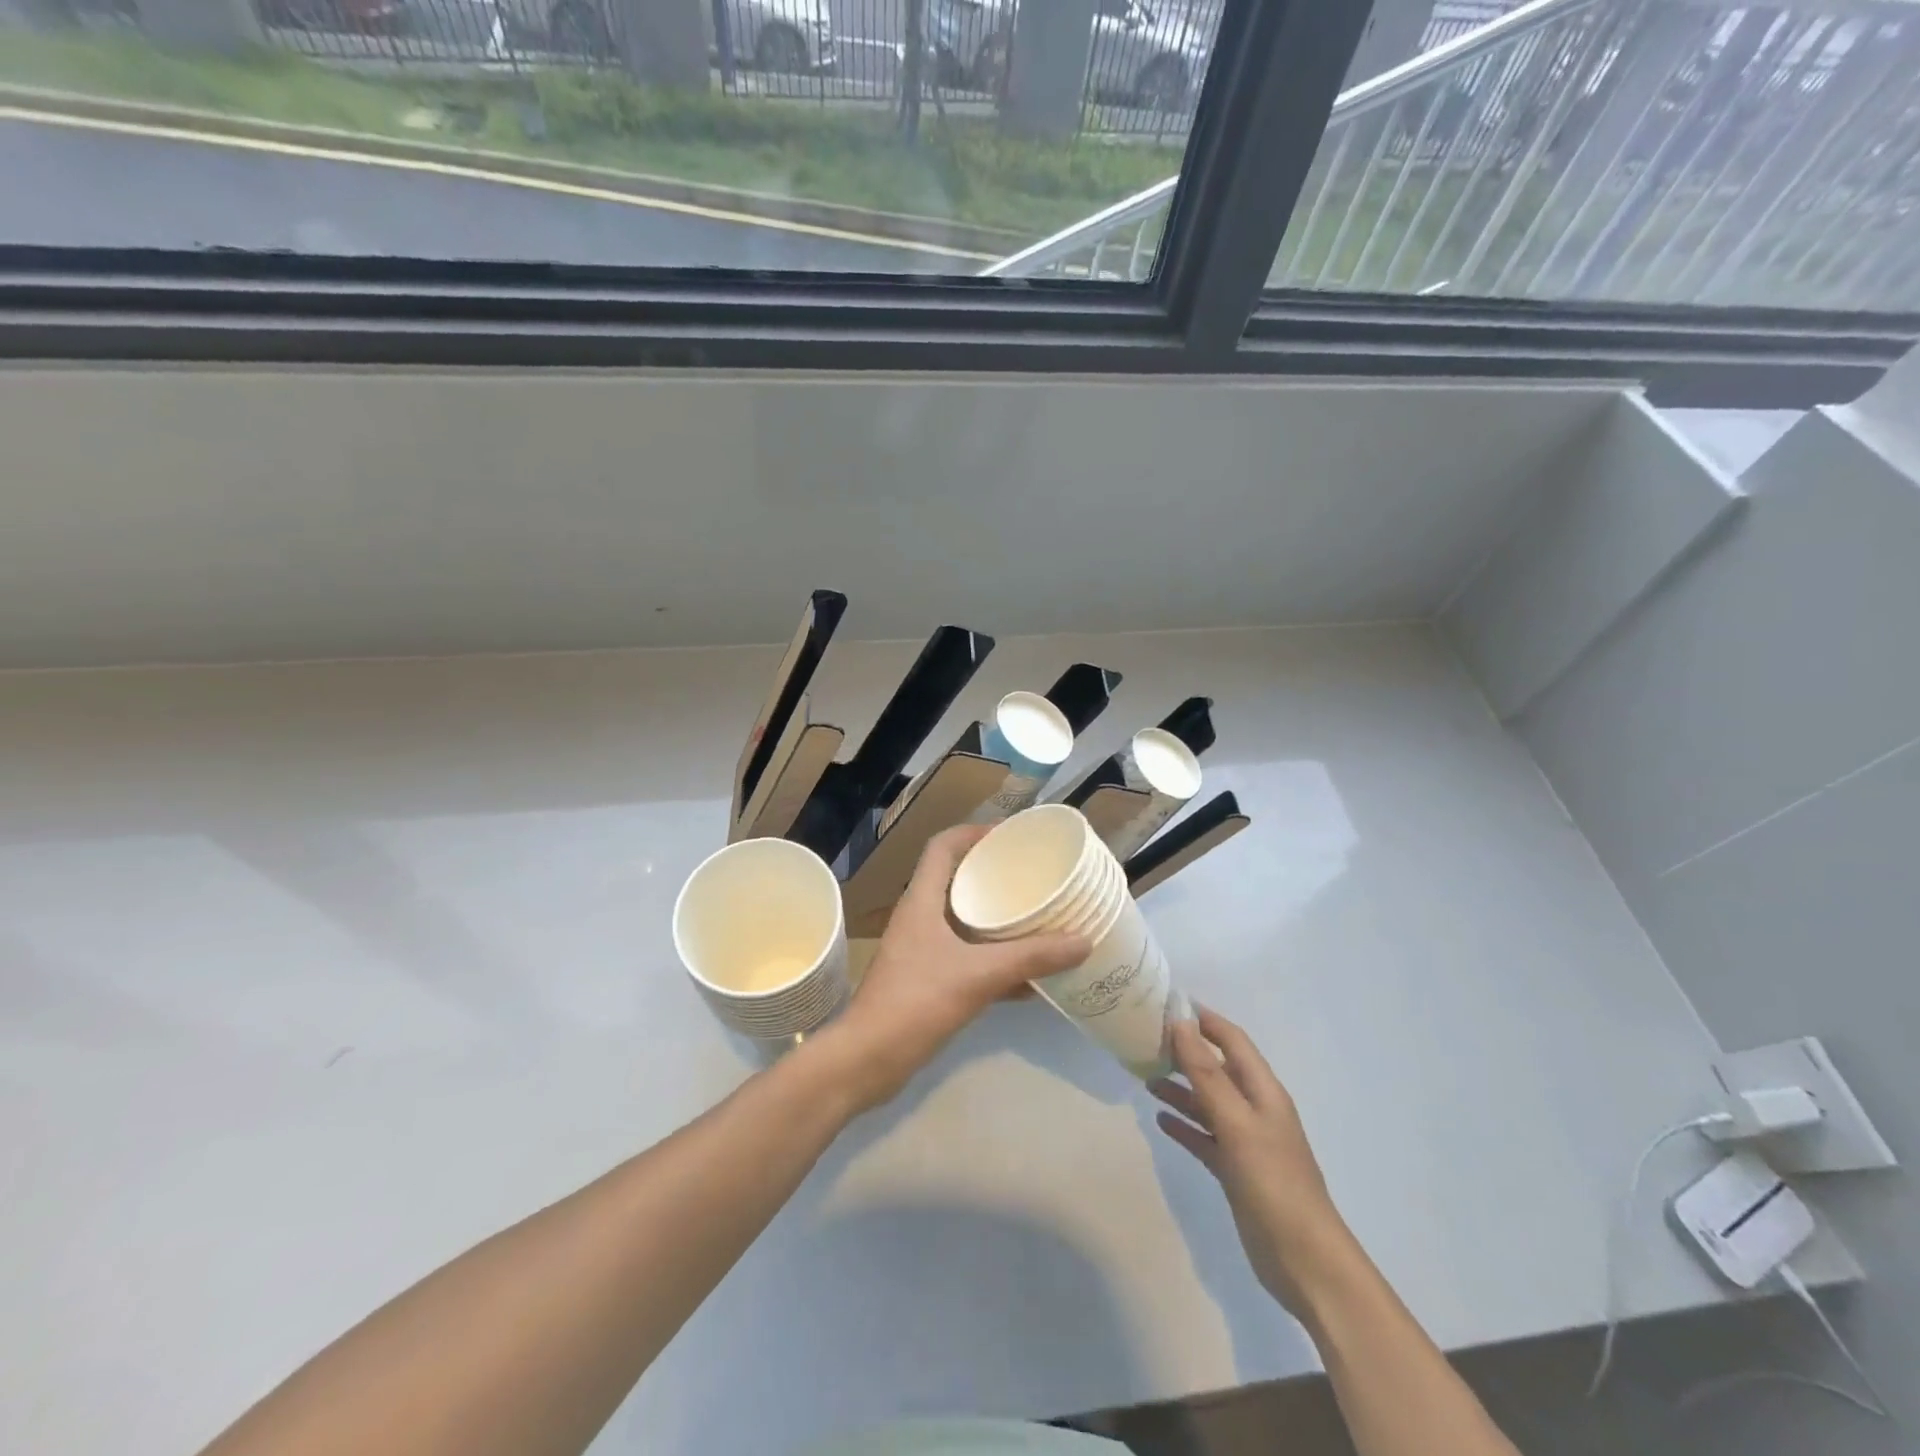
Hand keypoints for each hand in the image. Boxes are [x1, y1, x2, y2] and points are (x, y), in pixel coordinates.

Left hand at [824, 825, 1087, 1112]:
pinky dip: (995, 961)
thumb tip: (1083, 941)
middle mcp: (920, 918)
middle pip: (956, 880)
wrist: (868, 1061)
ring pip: (964, 921)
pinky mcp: (927, 981)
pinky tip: (1029, 978)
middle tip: (1032, 877)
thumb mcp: (978, 975)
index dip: (974, 832)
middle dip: (993, 875)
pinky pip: (967, 958)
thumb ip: (1030, 958)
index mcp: (922, 901)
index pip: (942, 846)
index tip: (1010, 836)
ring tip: (1037, 918)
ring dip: (997, 920)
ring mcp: (921, 951)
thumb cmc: (915, 1003)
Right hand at [1150, 1006, 1352, 1313]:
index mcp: (1263, 1091)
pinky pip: (1204, 1137)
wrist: (1305, 1261)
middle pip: (1216, 1069)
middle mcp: (1254, 1109)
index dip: (1204, 1019)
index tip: (1167, 1003)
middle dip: (1185, 1052)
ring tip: (1144, 1078)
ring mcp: (1245, 1141)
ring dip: (1180, 1089)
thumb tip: (1180, 1024)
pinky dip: (1184, 1125)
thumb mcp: (1237, 1123)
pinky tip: (1160, 1120)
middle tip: (1145, 1040)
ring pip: (1207, 1103)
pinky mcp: (1235, 1171)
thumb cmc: (1274, 1182)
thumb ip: (1206, 1074)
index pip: (1232, 1040)